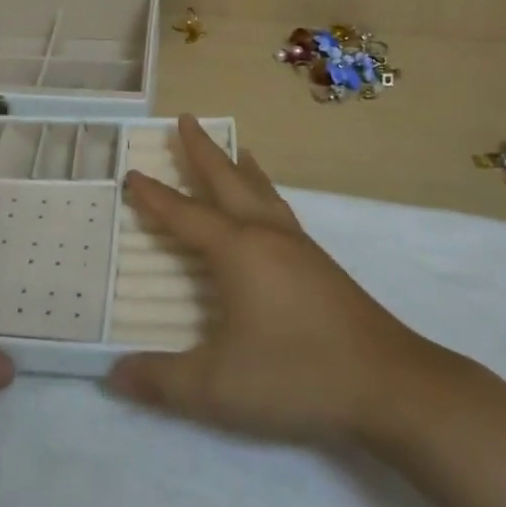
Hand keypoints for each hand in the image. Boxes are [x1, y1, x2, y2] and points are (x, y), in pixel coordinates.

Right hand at [106, 115, 456, 444]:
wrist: (391, 384)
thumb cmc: (298, 376)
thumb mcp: (218, 388)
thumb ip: (162, 380)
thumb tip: (114, 374)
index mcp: (237, 250)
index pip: (184, 214)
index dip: (154, 196)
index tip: (132, 173)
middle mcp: (265, 234)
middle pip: (227, 179)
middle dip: (202, 150)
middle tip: (186, 118)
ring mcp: (298, 246)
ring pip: (260, 190)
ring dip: (239, 166)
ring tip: (234, 148)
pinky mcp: (320, 263)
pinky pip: (280, 208)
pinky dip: (264, 190)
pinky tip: (268, 207)